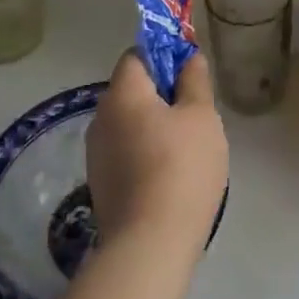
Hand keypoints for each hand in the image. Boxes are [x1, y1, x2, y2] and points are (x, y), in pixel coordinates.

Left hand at [87, 51, 228, 256]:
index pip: (137, 56)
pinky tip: (170, 174)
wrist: (150, 243)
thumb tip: (189, 58)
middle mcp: (100, 117)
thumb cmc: (182, 167)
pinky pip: (125, 152)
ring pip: (129, 124)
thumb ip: (195, 81)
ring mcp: (96, 154)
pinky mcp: (100, 184)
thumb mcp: (201, 117)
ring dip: (153, 126)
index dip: (164, 57)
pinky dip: (145, 153)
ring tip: (187, 148)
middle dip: (161, 94)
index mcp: (122, 93)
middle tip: (195, 113)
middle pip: (131, 90)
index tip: (190, 75)